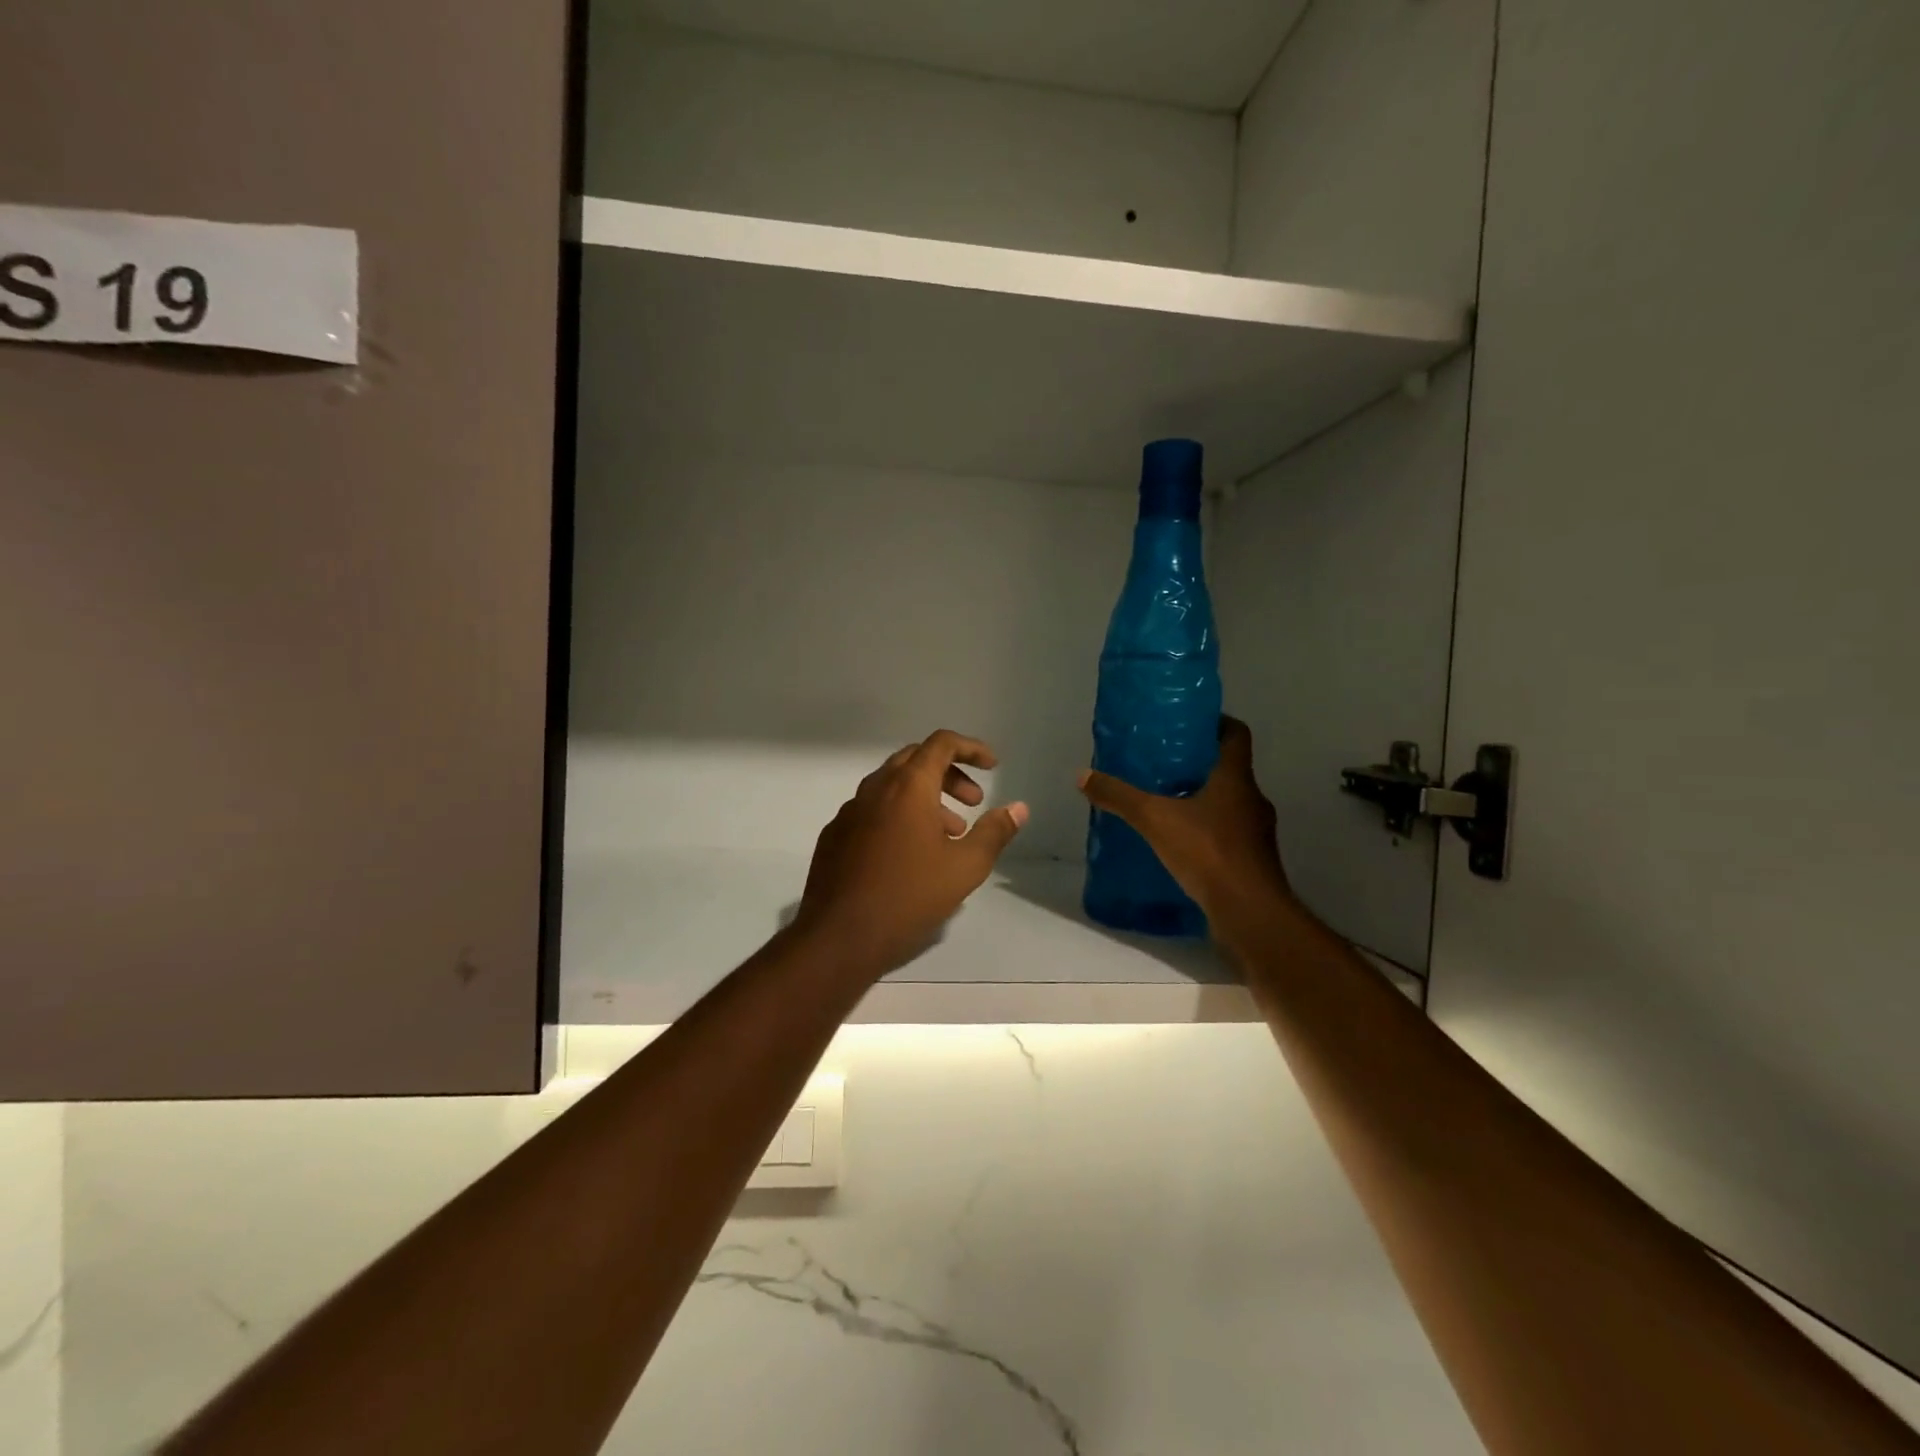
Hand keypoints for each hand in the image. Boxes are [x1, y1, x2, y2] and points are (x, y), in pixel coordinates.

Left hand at [794, 730, 1028, 977]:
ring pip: (892, 786)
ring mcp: (850, 811)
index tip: (992, 767)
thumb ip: (994, 832)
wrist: (839, 936)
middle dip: (950, 774)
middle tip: (973, 802)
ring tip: (948, 834)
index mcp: (908, 787)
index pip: (941, 743)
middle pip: (916, 760)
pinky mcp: (835, 835)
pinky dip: (898, 815)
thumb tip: (1018, 808)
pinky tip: (908, 853)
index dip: (971, 748)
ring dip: (925, 798)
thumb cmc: (908, 896)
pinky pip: (872, 810)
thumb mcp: (965, 867)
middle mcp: (875, 788)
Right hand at [1077, 716, 1292, 934]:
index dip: (1217, 723)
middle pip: (1230, 770)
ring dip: (1204, 801)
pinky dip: (1207, 833)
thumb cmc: (1208, 852)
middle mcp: (1252, 800)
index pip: (1236, 734)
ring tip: (1167, 804)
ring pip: (1229, 805)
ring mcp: (1256, 833)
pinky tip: (1179, 844)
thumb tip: (1083, 776)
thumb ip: (1120, 797)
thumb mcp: (1154, 819)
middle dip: (1200, 766)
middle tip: (1165, 765)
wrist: (1249, 912)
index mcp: (1235, 779)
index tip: (1190, 723)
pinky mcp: (1252, 862)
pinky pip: (1228, 836)